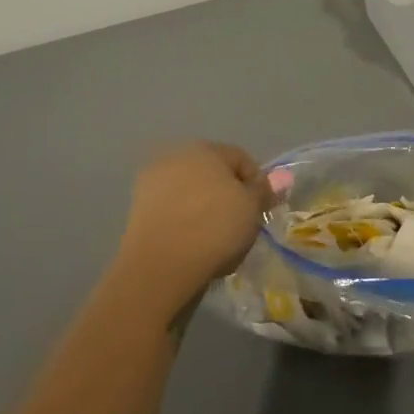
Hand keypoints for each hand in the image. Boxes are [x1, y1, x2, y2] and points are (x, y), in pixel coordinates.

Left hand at [114, 142, 273, 317]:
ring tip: (216, 237)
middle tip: (241, 224)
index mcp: (205, 148)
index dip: (257, 183)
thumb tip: (276, 179)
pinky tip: (192, 242)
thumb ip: (263, 190)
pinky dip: (184, 220)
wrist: (160, 265)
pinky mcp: (138, 206)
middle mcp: (176, 155)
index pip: (241, 158)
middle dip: (229, 193)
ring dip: (204, 207)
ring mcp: (153, 180)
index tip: (263, 210)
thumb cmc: (214, 228)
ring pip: (191, 191)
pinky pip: (172, 209)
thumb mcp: (251, 208)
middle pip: (213, 172)